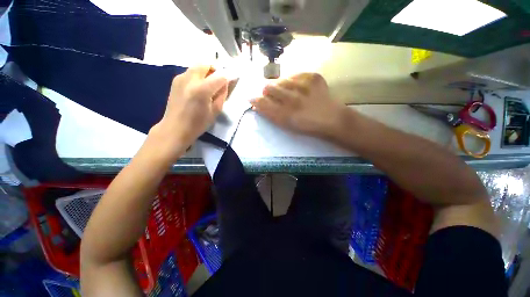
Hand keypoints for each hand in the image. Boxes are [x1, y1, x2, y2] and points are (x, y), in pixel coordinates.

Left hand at [149, 66, 227, 161]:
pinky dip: (198, 76)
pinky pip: (190, 72)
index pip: (220, 76)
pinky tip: (199, 87)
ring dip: (207, 72)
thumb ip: (222, 95)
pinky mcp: (175, 80)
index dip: (228, 77)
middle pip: (206, 64)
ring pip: (197, 66)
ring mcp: (180, 78)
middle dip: (216, 70)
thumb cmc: (198, 123)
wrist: (175, 128)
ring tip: (210, 84)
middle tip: (220, 80)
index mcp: (202, 89)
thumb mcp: (215, 111)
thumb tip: (225, 83)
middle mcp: (190, 79)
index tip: (233, 79)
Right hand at [250, 73, 345, 137]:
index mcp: (285, 115)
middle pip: (268, 87)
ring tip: (288, 92)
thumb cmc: (307, 126)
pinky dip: (294, 81)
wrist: (331, 119)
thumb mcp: (286, 125)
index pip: (262, 102)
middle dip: (267, 91)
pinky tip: (299, 88)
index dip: (255, 100)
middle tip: (274, 96)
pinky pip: (295, 74)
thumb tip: (257, 103)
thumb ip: (270, 114)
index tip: (254, 99)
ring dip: (280, 86)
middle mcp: (292, 99)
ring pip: (281, 79)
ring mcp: (304, 86)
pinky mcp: (314, 77)